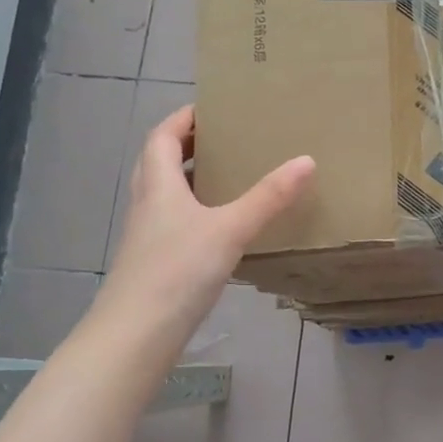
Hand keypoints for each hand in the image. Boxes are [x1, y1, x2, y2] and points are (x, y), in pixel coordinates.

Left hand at [100, 106, 314, 332]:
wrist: (136, 334)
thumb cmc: (177, 270)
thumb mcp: (230, 229)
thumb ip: (268, 197)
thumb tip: (307, 160)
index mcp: (158, 186)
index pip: (162, 137)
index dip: (183, 119)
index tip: (212, 108)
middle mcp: (148, 204)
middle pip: (158, 161)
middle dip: (186, 145)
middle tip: (223, 139)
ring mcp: (147, 235)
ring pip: (164, 193)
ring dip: (189, 178)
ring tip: (227, 175)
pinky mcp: (154, 261)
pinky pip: (173, 220)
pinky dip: (194, 210)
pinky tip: (220, 224)